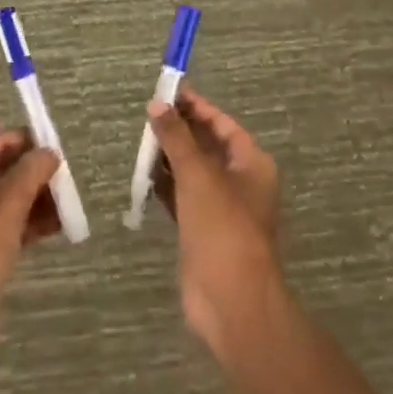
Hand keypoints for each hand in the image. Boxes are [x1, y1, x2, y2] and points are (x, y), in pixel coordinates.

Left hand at [0, 130, 62, 372]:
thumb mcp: (4, 205)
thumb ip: (30, 172)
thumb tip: (50, 152)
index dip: (20, 142)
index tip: (52, 144)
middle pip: (0, 175)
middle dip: (33, 175)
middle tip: (66, 177)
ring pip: (7, 205)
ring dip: (37, 202)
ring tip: (69, 203)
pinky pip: (9, 232)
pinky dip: (32, 227)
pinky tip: (59, 227)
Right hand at [147, 89, 284, 368]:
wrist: (231, 301)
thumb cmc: (222, 227)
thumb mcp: (197, 175)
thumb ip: (176, 137)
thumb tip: (157, 104)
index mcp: (251, 163)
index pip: (222, 124)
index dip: (196, 107)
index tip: (168, 92)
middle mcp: (239, 182)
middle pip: (207, 146)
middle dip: (180, 130)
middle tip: (148, 114)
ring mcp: (221, 208)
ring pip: (193, 172)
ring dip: (170, 157)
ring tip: (141, 140)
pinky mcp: (202, 231)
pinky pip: (182, 197)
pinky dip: (166, 185)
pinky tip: (143, 175)